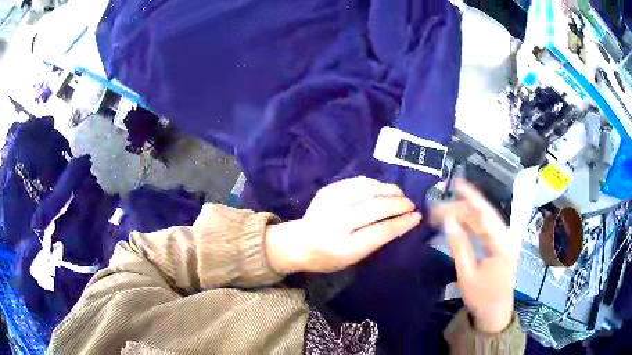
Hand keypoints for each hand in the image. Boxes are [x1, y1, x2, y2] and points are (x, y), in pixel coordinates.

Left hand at [266, 176, 421, 273]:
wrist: (297, 243)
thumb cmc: (329, 257)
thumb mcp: (353, 259)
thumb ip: (376, 241)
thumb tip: (402, 221)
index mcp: (344, 247)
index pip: (381, 231)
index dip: (402, 222)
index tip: (417, 217)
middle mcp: (336, 223)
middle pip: (377, 207)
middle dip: (399, 204)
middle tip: (411, 204)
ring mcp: (330, 203)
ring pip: (369, 190)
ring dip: (389, 190)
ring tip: (400, 194)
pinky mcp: (327, 190)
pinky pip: (357, 182)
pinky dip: (374, 184)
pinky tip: (382, 189)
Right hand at [431, 179, 519, 332]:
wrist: (496, 312)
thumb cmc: (481, 297)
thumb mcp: (467, 275)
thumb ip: (459, 246)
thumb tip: (449, 221)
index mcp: (502, 244)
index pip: (485, 214)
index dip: (470, 197)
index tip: (455, 184)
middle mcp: (508, 236)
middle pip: (484, 213)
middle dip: (461, 207)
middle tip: (437, 210)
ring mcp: (508, 239)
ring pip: (486, 218)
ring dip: (466, 213)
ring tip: (445, 213)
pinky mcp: (504, 242)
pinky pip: (488, 226)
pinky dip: (473, 222)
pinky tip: (461, 220)